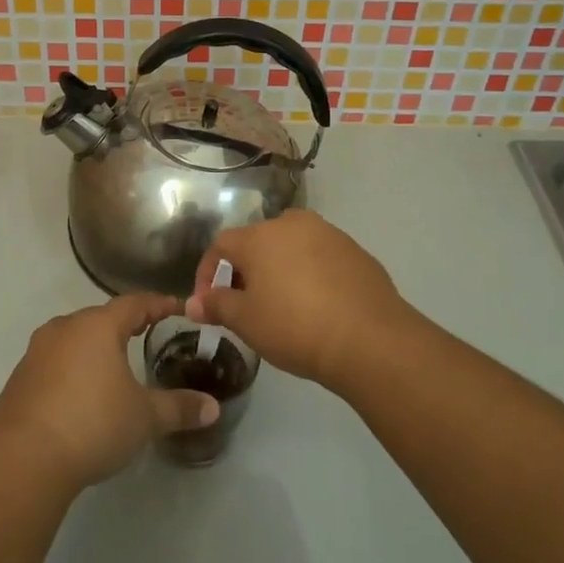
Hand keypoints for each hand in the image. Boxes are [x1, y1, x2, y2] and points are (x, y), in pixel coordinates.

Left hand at [0, 295, 218, 489]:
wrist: (23, 458)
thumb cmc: (93, 423)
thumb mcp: (144, 418)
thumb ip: (179, 408)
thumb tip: (213, 408)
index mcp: (98, 326)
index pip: (134, 303)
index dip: (158, 304)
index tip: (177, 307)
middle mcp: (65, 329)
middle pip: (101, 318)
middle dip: (124, 325)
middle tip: (146, 334)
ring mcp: (37, 352)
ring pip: (74, 339)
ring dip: (94, 348)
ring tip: (113, 364)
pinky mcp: (19, 379)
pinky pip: (54, 364)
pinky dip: (72, 370)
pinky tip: (80, 394)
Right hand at [189, 211, 417, 392]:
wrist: (370, 339)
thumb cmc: (295, 326)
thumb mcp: (246, 321)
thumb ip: (216, 305)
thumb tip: (193, 303)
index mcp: (259, 236)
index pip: (220, 245)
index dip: (207, 273)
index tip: (208, 303)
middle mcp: (292, 223)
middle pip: (257, 243)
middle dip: (245, 272)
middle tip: (245, 306)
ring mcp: (328, 233)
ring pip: (291, 248)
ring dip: (279, 271)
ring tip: (281, 306)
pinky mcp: (355, 251)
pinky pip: (320, 258)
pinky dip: (310, 275)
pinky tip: (316, 306)